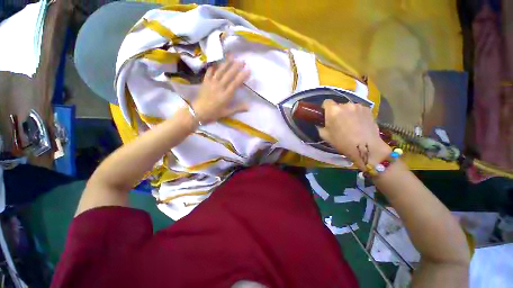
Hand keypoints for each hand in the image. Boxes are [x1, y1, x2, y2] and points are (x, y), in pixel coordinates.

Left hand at [191, 56, 250, 124]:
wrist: (198, 112)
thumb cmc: (214, 113)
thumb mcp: (227, 112)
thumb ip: (238, 108)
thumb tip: (249, 107)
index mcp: (226, 95)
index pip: (236, 83)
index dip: (242, 76)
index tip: (248, 70)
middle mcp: (220, 86)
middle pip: (229, 74)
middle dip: (236, 66)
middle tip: (242, 60)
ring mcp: (212, 83)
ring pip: (220, 71)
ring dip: (226, 63)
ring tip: (232, 56)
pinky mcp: (205, 81)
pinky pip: (209, 71)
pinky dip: (213, 66)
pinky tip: (217, 62)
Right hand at [318, 100, 390, 169]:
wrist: (366, 147)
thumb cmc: (342, 142)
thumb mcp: (325, 136)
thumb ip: (321, 127)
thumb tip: (321, 123)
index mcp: (333, 110)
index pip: (326, 102)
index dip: (325, 109)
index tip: (326, 116)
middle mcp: (345, 105)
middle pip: (338, 105)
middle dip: (337, 112)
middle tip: (338, 122)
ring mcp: (358, 106)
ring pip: (349, 107)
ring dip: (348, 113)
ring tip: (351, 124)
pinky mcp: (368, 109)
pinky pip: (358, 110)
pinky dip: (357, 114)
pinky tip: (359, 124)